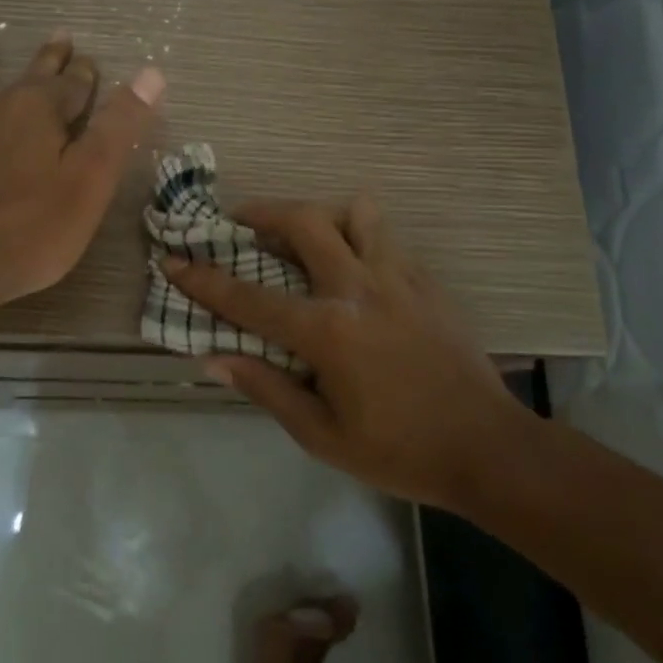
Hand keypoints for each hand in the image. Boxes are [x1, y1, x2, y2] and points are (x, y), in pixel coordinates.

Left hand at [0, 30, 163, 321]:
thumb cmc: (29, 231)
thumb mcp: (90, 182)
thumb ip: (119, 127)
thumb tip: (152, 74)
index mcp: (39, 111)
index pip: (72, 84)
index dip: (86, 75)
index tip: (92, 64)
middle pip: (26, 74)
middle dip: (48, 58)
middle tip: (59, 37)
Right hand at [162, 196, 536, 508]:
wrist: (488, 448)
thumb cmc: (399, 451)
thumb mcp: (322, 436)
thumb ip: (267, 388)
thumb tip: (214, 358)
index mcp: (327, 330)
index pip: (249, 298)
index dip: (204, 279)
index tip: (174, 259)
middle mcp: (359, 289)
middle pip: (305, 221)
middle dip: (263, 212)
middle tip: (241, 220)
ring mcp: (399, 278)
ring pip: (357, 212)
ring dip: (322, 215)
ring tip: (306, 236)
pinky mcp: (427, 282)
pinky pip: (387, 238)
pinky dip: (359, 238)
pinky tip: (353, 269)